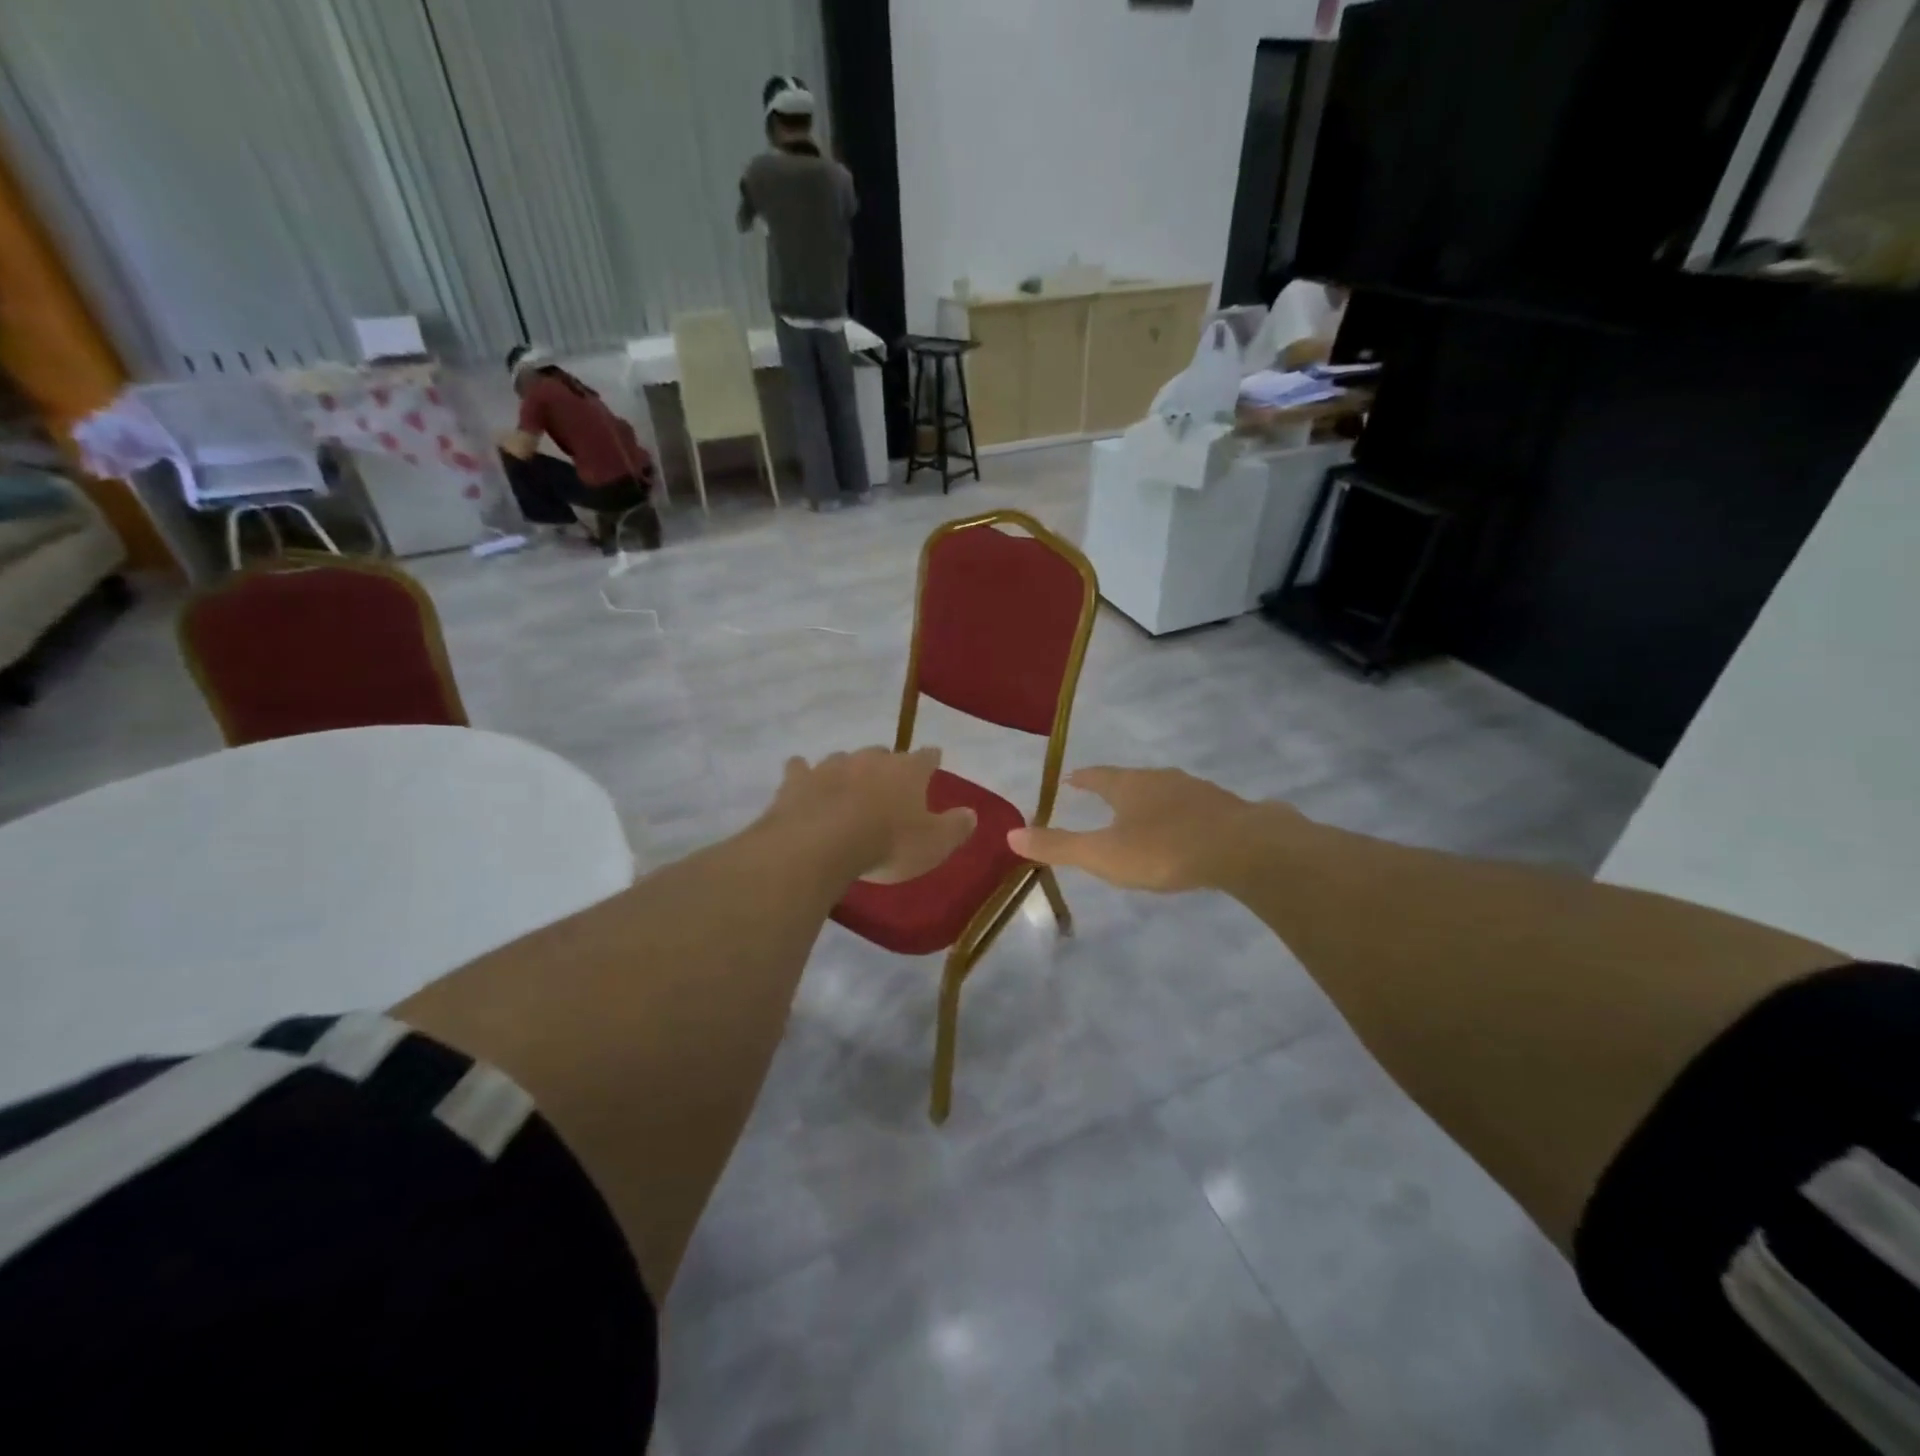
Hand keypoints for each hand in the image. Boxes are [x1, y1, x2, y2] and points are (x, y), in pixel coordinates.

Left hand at [760, 746, 976, 884]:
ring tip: (848, 787)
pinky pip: (800, 768)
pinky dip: (803, 773)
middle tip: (888, 784)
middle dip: (887, 765)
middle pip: (883, 754)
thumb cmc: (887, 843)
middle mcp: (870, 759)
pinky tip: (801, 778)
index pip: (927, 757)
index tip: (934, 761)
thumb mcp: (934, 845)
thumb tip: (971, 813)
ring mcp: (831, 765)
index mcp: (907, 771)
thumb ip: (955, 827)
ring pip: (843, 759)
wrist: (822, 844)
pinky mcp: (798, 779)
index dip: (931, 759)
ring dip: (848, 770)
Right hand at [1009, 766, 1276, 892]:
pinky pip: (1192, 806)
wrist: (1243, 848)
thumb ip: (1059, 846)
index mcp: (1129, 785)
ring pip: (1164, 790)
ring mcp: (1195, 790)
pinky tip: (1184, 830)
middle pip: (1131, 779)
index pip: (1097, 775)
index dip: (1082, 778)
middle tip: (1103, 796)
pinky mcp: (1224, 807)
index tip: (1070, 778)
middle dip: (1116, 788)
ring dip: (1149, 800)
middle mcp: (1160, 779)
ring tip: (1141, 814)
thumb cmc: (1164, 850)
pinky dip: (1179, 814)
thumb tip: (1010, 834)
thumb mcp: (1103, 854)